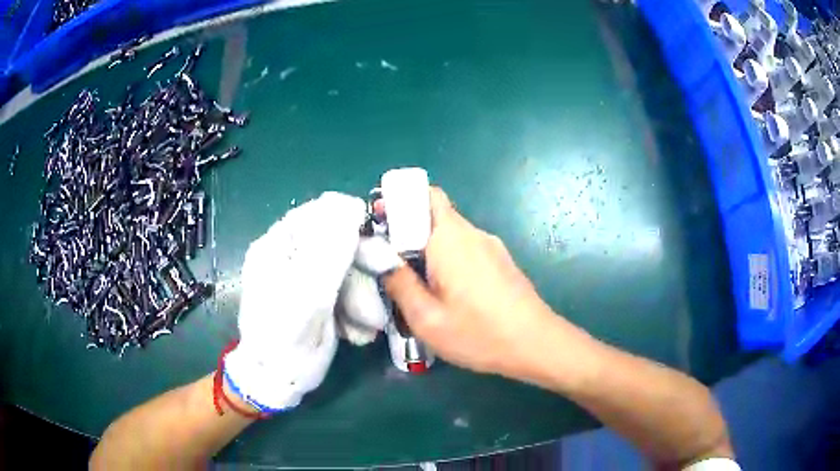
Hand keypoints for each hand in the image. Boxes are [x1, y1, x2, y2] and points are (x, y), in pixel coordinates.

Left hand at [224, 192, 366, 411]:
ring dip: (363, 298)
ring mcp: (304, 276)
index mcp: (279, 245)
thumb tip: (350, 205)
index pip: (321, 212)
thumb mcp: (308, 297)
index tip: (377, 249)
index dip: (352, 225)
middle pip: (338, 243)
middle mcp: (291, 254)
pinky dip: (356, 310)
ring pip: (347, 270)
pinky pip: (345, 290)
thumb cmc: (285, 342)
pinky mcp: (317, 296)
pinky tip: (357, 332)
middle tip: (378, 297)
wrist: (276, 381)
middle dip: (362, 272)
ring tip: (368, 326)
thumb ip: (329, 251)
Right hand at [384, 188, 559, 379]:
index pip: (424, 195)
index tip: (379, 225)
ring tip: (414, 283)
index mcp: (450, 238)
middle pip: (434, 214)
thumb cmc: (478, 333)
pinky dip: (447, 259)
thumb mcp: (426, 318)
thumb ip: (399, 284)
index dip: (398, 202)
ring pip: (450, 234)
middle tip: (389, 261)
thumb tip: (384, 260)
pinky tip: (446, 293)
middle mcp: (472, 233)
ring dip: (427, 248)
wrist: (536, 343)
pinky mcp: (500, 261)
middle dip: (407, 230)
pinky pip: (466, 249)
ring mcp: (491, 246)